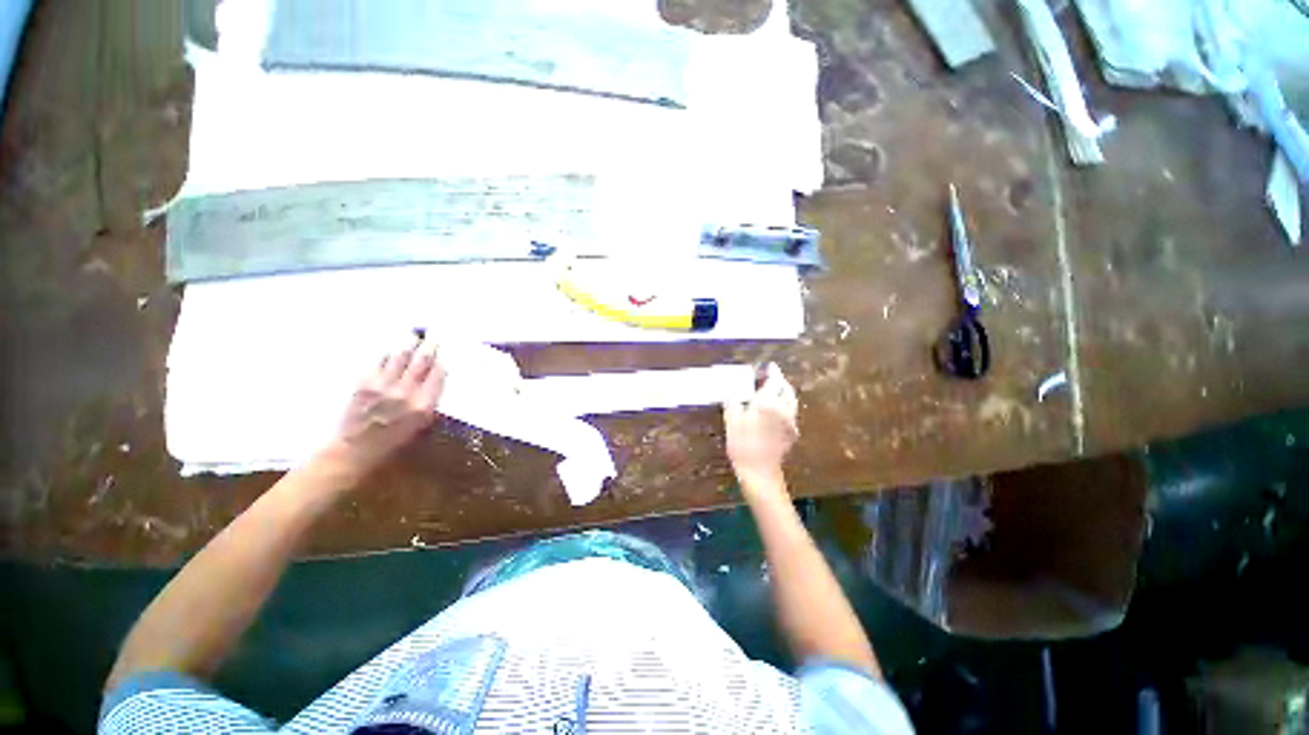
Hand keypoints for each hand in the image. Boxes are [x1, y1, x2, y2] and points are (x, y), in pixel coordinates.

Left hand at [318, 338, 446, 482]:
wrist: (356, 450)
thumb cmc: (394, 443)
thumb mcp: (422, 425)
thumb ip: (430, 402)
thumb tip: (436, 381)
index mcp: (424, 405)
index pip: (438, 375)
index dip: (442, 361)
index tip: (445, 351)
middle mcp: (406, 392)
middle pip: (421, 362)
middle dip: (429, 347)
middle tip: (434, 337)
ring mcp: (384, 386)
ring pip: (400, 357)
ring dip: (408, 344)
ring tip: (413, 335)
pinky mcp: (365, 383)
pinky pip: (379, 362)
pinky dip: (387, 354)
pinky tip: (391, 350)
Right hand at [724, 363, 798, 490]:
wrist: (759, 472)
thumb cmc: (742, 445)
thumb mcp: (731, 421)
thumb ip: (733, 402)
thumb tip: (730, 389)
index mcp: (768, 403)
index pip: (774, 381)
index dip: (772, 372)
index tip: (770, 366)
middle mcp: (783, 409)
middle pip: (786, 389)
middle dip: (780, 381)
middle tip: (771, 377)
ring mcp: (790, 422)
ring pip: (791, 401)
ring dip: (784, 392)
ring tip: (774, 391)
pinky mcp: (792, 433)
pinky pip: (791, 413)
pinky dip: (785, 405)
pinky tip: (776, 410)